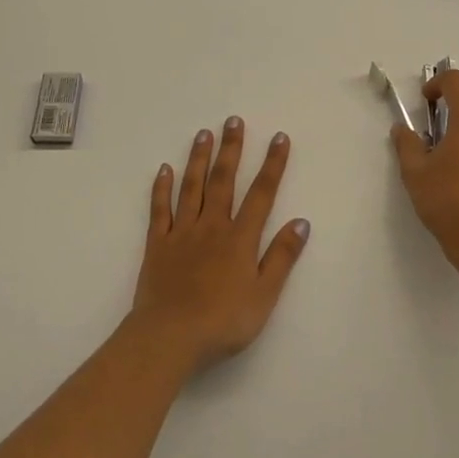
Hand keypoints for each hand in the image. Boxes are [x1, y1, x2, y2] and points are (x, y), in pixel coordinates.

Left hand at [131, 118, 310, 376]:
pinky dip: (162, 187)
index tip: (278, 137)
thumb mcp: (264, 296)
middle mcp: (212, 226)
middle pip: (223, 180)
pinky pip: (160, 209)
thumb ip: (282, 257)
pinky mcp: (157, 244)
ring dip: (199, 158)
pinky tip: (164, 169)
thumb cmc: (223, 321)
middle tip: (233, 120)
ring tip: (203, 133)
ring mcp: (181, 232)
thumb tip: (301, 222)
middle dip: (231, 149)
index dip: (272, 164)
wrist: (169, 337)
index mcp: (240, 238)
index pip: (261, 193)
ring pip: (191, 186)